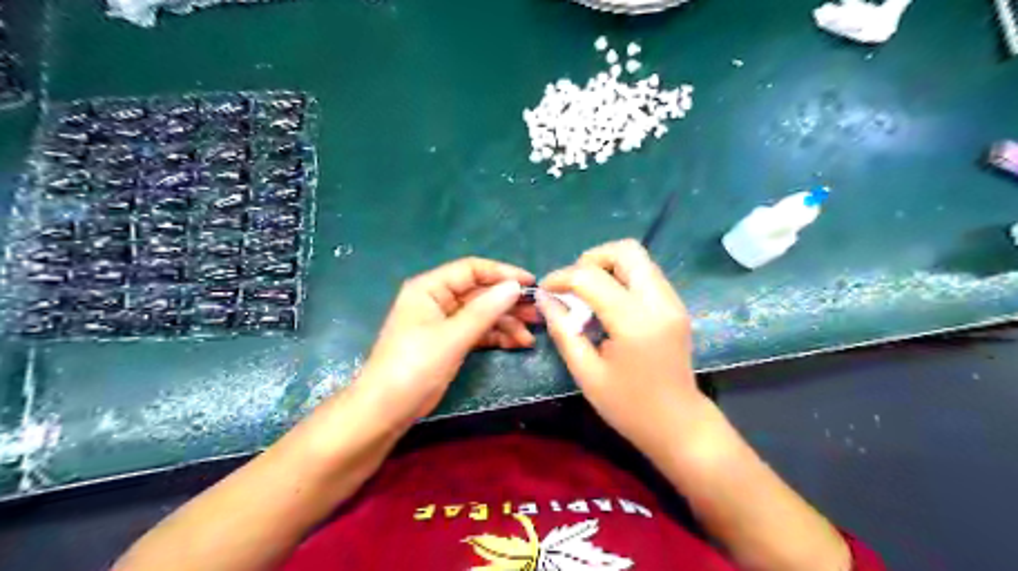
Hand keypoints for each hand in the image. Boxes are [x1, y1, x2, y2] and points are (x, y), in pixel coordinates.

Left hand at [356, 257, 534, 428]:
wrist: (386, 410)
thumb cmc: (414, 367)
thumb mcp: (452, 337)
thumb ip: (485, 310)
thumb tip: (515, 286)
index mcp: (430, 288)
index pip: (471, 270)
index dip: (502, 273)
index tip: (531, 283)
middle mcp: (438, 300)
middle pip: (480, 292)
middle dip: (508, 302)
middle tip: (538, 312)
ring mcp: (444, 322)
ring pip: (482, 314)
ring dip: (506, 322)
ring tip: (531, 335)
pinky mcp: (450, 342)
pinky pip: (478, 332)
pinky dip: (497, 336)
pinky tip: (518, 343)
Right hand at [539, 239, 709, 453]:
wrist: (679, 425)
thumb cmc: (629, 407)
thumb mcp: (587, 373)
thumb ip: (564, 331)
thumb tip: (545, 299)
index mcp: (635, 322)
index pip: (592, 277)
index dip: (562, 277)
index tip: (545, 289)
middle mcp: (660, 302)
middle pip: (626, 250)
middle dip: (591, 259)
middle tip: (573, 285)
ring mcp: (673, 301)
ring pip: (639, 258)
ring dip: (608, 266)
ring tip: (588, 293)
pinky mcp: (676, 306)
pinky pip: (646, 274)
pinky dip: (622, 277)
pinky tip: (608, 303)